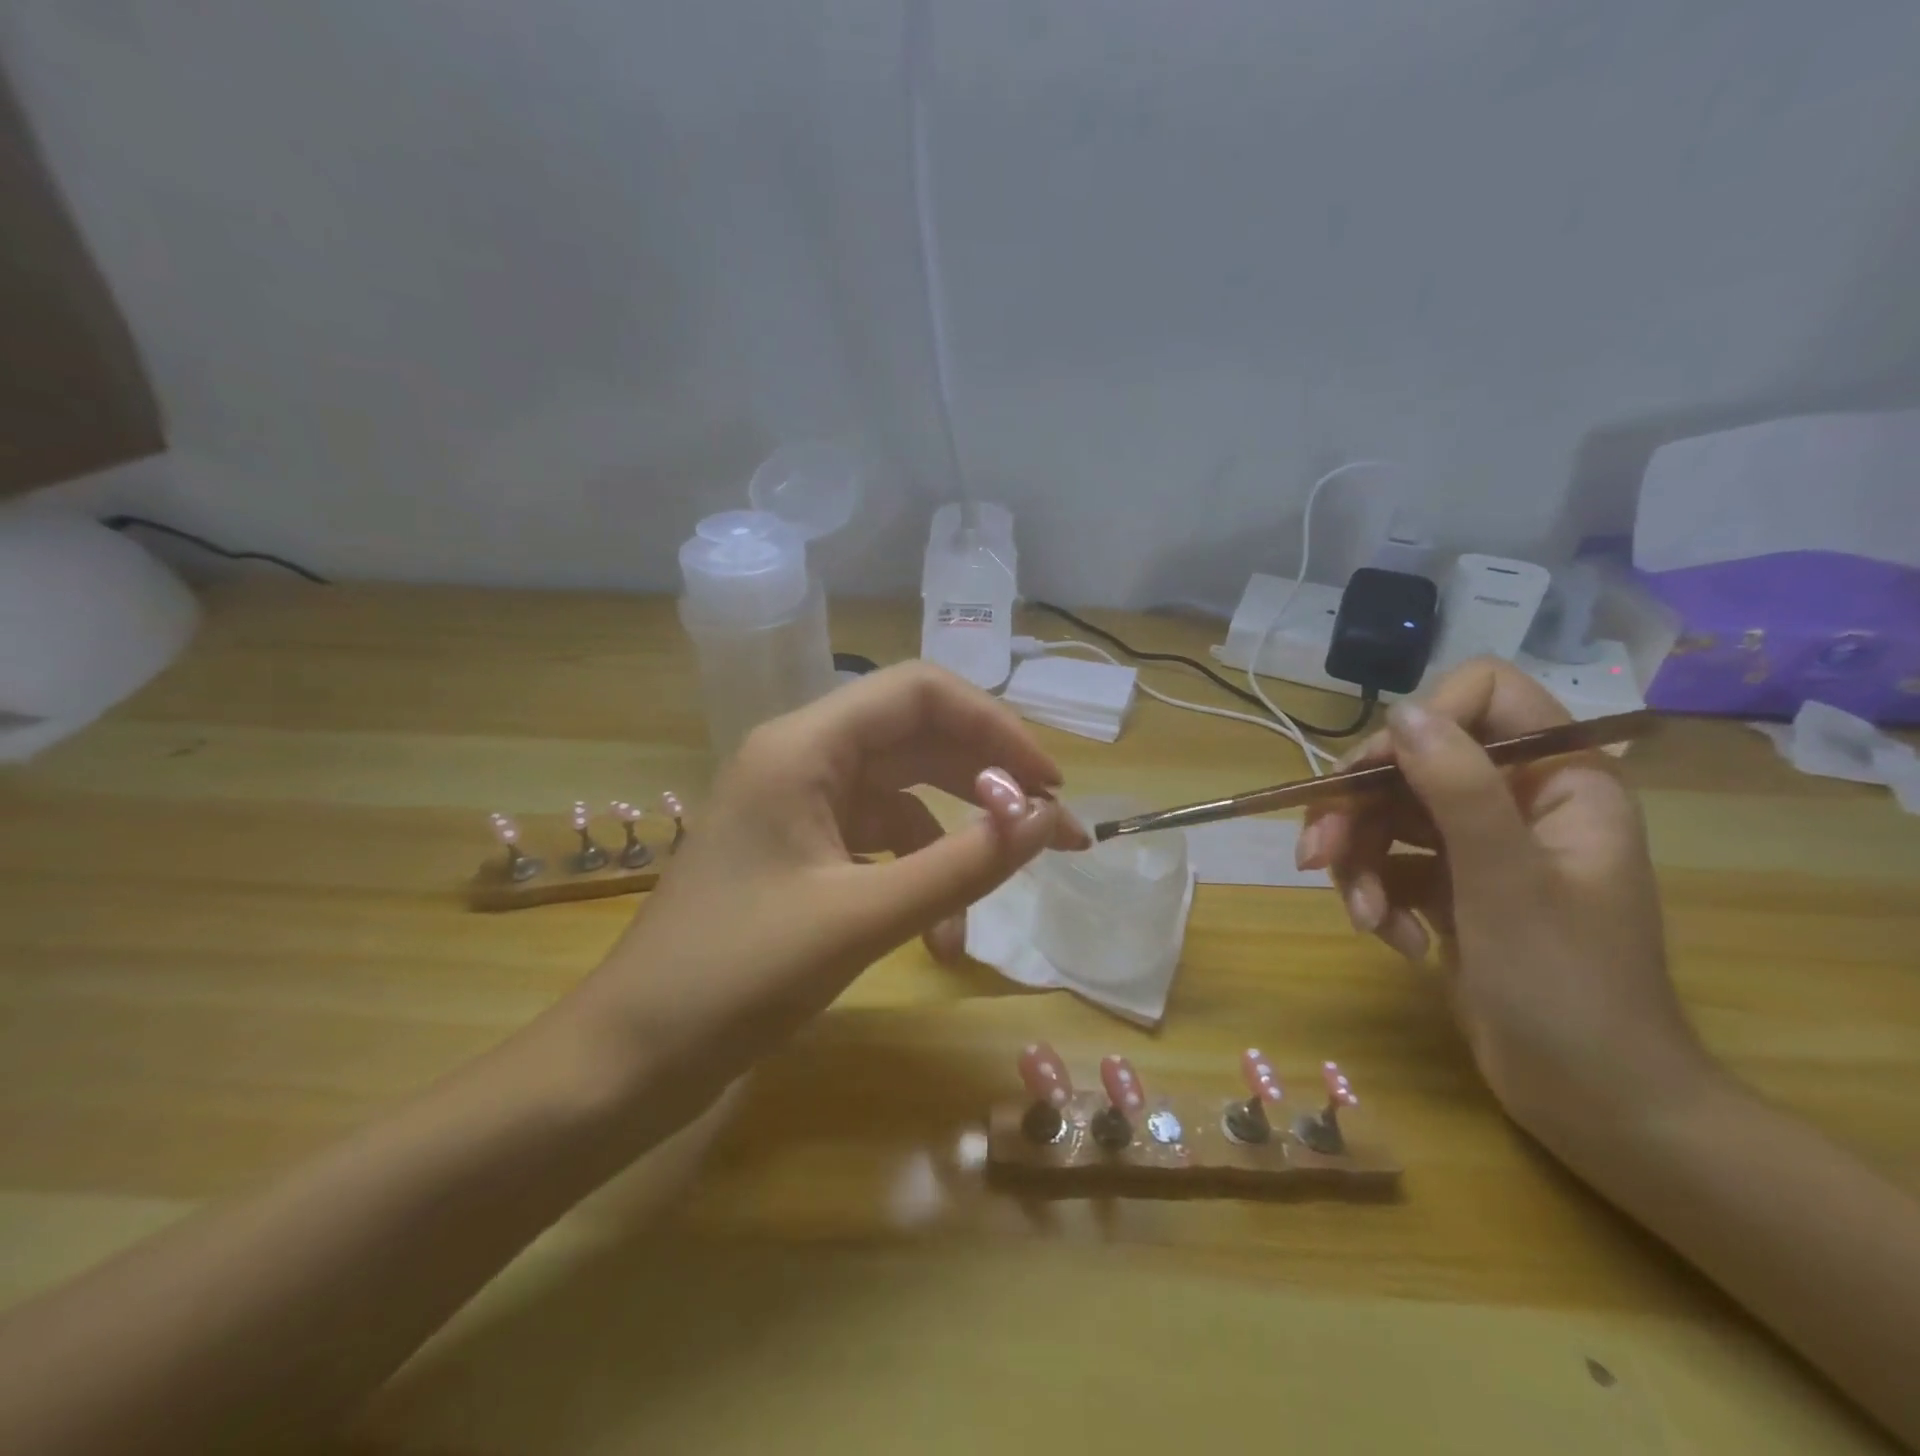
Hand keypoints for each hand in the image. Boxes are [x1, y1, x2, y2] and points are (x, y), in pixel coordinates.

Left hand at [563, 662, 1088, 1131]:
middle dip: (987, 783)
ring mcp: (799, 805)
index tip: (1047, 784)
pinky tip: (936, 937)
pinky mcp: (799, 849)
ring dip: (953, 844)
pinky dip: (916, 877)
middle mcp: (801, 758)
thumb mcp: (862, 918)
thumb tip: (1045, 821)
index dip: (993, 726)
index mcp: (803, 746)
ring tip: (989, 904)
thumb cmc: (735, 978)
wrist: (631, 1056)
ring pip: (903, 796)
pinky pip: (878, 842)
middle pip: (917, 738)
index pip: (919, 692)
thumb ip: (962, 864)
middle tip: (1051, 833)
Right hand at [1298, 659, 1711, 1153]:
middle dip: (1357, 811)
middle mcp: (1516, 800)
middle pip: (1410, 762)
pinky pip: (1387, 863)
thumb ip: (1459, 788)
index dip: (1422, 723)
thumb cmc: (1568, 989)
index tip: (1375, 775)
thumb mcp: (1507, 882)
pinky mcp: (1449, 887)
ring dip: (1357, 864)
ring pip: (1386, 815)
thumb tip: (1402, 712)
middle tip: (1315, 856)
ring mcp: (1478, 846)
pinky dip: (1375, 896)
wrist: (1592, 1103)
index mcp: (1559, 779)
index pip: (1485, 697)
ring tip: (1361, 918)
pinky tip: (1392, 940)